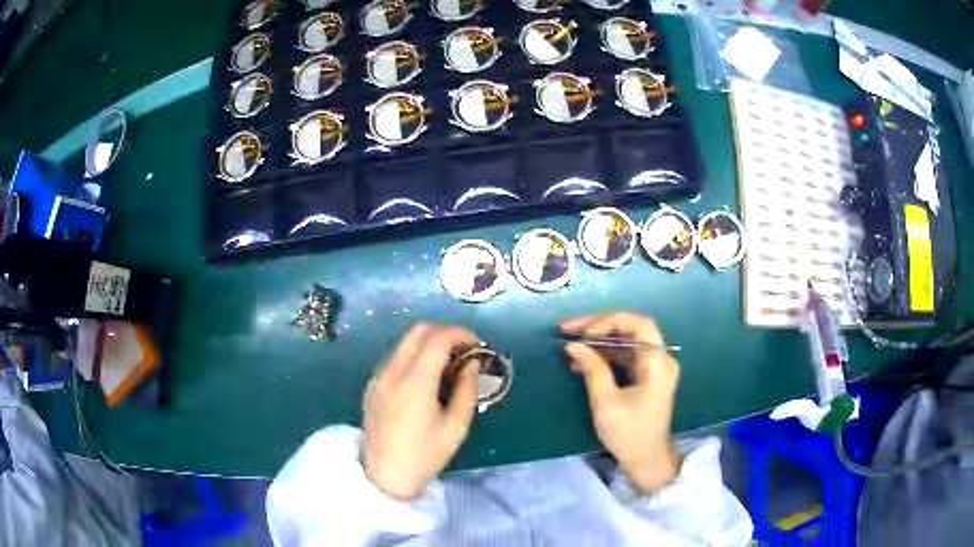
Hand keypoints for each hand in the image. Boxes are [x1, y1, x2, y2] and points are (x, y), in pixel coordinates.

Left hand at [362, 323, 480, 499]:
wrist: (384, 475)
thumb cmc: (425, 456)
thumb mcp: (456, 426)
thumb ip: (467, 389)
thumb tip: (472, 363)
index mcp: (414, 382)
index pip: (438, 338)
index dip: (462, 334)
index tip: (478, 346)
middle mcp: (392, 371)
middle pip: (418, 330)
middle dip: (446, 332)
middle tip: (466, 350)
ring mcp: (378, 377)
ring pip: (405, 342)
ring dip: (430, 342)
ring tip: (450, 363)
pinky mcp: (372, 385)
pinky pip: (396, 357)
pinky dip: (415, 354)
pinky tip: (428, 377)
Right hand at [561, 312, 681, 493]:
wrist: (647, 459)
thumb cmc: (628, 433)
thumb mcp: (606, 402)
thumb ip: (592, 369)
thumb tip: (573, 345)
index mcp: (658, 362)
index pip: (637, 323)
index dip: (608, 322)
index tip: (583, 336)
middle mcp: (661, 358)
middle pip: (632, 327)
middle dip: (600, 326)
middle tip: (570, 329)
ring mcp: (655, 366)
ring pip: (627, 340)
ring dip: (600, 339)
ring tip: (572, 343)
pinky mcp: (647, 376)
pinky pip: (626, 355)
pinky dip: (606, 354)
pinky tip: (584, 360)